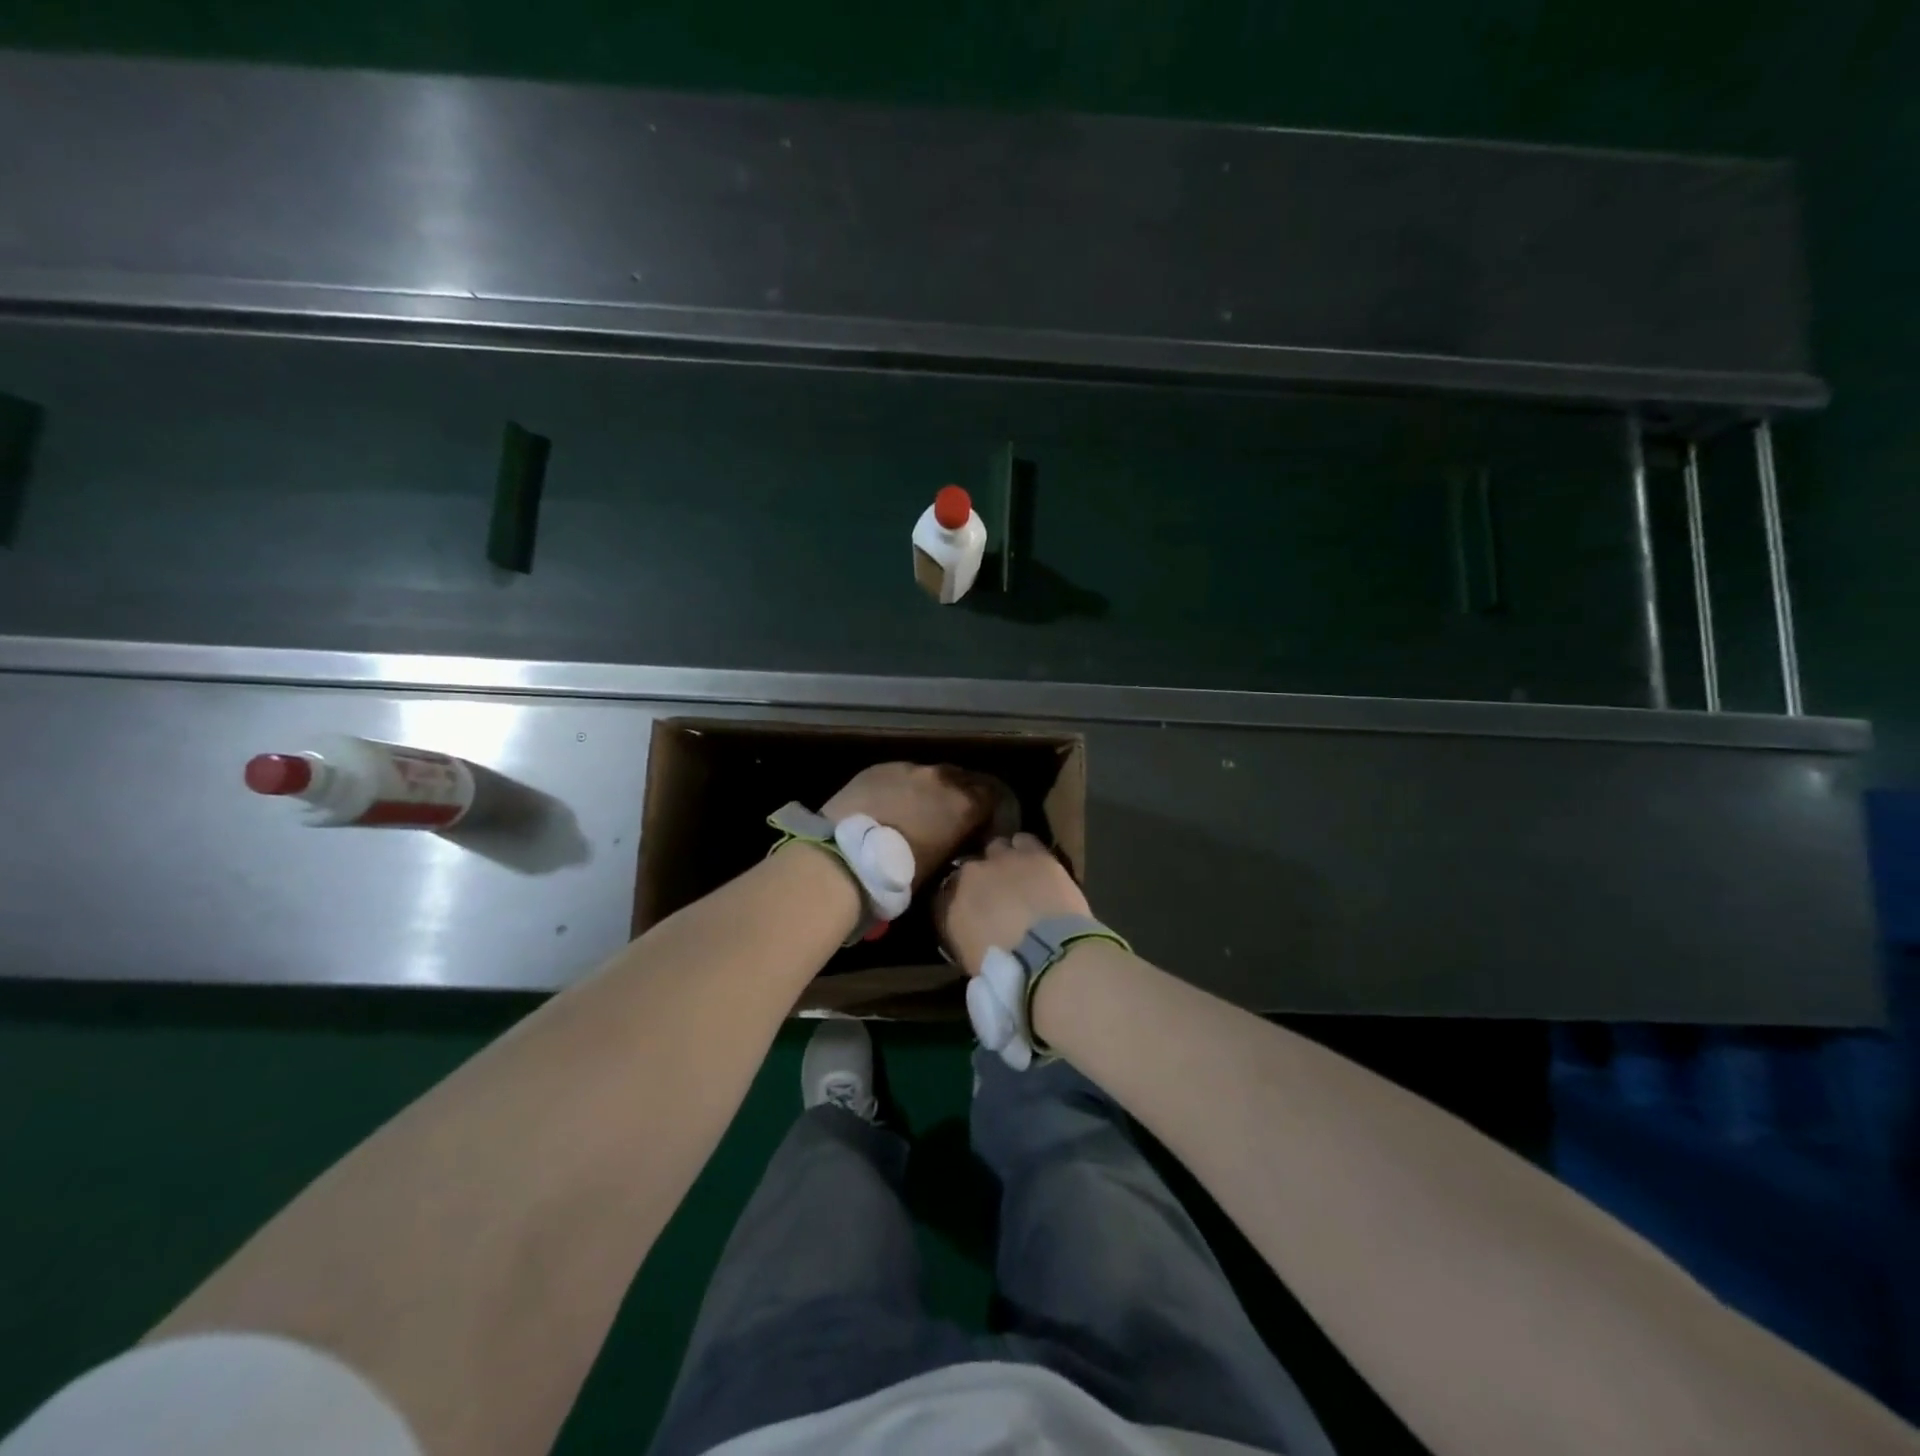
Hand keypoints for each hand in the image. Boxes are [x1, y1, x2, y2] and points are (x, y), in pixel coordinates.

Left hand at [822, 763, 995, 887]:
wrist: (845, 857)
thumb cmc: (899, 873)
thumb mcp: (941, 863)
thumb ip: (957, 840)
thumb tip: (959, 838)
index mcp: (964, 804)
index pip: (993, 796)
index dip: (991, 810)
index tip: (985, 825)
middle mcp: (941, 778)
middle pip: (963, 780)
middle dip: (963, 795)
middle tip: (953, 816)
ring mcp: (908, 768)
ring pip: (929, 775)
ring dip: (930, 790)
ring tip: (919, 810)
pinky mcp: (878, 768)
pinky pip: (900, 775)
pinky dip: (902, 787)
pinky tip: (890, 805)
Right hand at [934, 833, 1091, 975]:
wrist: (1047, 955)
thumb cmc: (1006, 972)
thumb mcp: (972, 962)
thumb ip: (965, 939)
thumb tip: (971, 934)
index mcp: (950, 905)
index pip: (945, 896)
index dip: (959, 902)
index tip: (970, 913)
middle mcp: (970, 875)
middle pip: (971, 868)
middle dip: (982, 879)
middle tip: (997, 896)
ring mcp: (1002, 859)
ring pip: (997, 848)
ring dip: (1004, 860)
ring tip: (1017, 875)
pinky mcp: (1034, 854)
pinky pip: (1024, 841)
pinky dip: (1026, 849)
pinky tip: (1034, 862)